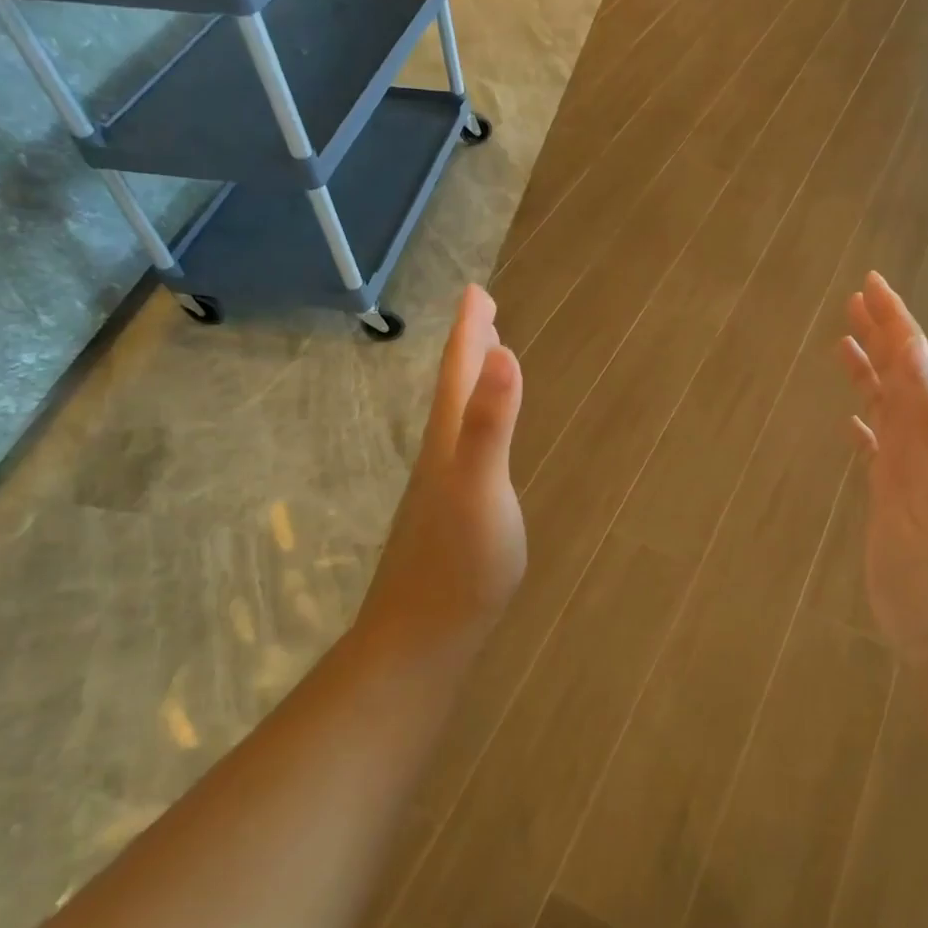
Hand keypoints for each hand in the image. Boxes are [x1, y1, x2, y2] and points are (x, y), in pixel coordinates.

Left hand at [362, 285, 525, 655]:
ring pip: (457, 418)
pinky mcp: (450, 515)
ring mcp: (442, 488)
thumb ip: (491, 423)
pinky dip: (476, 424)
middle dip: (470, 348)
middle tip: (483, 313)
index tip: (477, 291)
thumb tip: (506, 353)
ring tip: (485, 362)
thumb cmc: (459, 562)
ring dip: (471, 383)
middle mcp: (441, 456)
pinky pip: (465, 448)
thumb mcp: (480, 487)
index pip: (459, 372)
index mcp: (448, 441)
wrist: (421, 637)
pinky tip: (479, 441)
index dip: (469, 331)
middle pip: (454, 389)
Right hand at [837, 273, 927, 663]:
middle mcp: (924, 444)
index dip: (897, 323)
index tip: (872, 285)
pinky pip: (875, 450)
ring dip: (869, 374)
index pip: (915, 364)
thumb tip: (916, 348)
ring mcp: (907, 472)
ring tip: (842, 345)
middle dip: (882, 335)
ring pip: (886, 409)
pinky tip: (851, 423)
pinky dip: (863, 427)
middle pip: (901, 377)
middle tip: (855, 299)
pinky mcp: (890, 499)